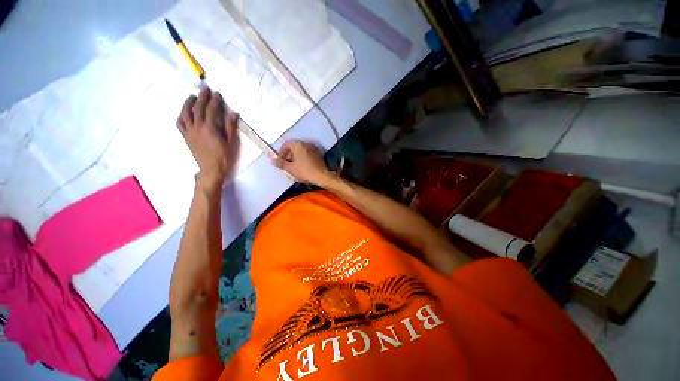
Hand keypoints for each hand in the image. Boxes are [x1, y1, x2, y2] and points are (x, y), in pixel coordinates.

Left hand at [177, 88, 239, 186]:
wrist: (210, 168)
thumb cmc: (223, 156)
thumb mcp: (230, 142)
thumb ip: (230, 126)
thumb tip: (233, 113)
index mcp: (210, 128)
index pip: (211, 110)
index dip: (215, 101)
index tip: (218, 94)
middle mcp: (197, 127)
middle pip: (198, 108)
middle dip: (202, 97)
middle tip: (205, 89)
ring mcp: (189, 131)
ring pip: (186, 113)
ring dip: (189, 103)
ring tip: (193, 96)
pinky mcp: (185, 136)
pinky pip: (180, 123)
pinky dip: (181, 115)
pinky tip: (184, 111)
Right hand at [272, 141, 331, 185]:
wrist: (321, 175)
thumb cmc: (304, 171)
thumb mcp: (290, 168)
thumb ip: (280, 163)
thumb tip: (271, 158)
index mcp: (297, 145)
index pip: (286, 144)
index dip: (281, 152)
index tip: (281, 161)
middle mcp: (305, 143)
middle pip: (294, 147)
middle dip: (289, 155)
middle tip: (287, 165)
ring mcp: (313, 148)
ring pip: (301, 150)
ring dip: (296, 156)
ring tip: (295, 167)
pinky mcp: (318, 153)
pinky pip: (308, 153)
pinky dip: (304, 157)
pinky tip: (304, 166)